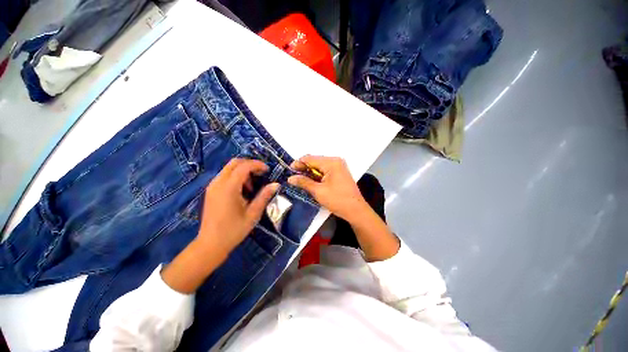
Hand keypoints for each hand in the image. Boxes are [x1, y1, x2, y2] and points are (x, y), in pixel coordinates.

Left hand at [162, 158, 277, 293]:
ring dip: (243, 171)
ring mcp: (212, 186)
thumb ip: (264, 196)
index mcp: (228, 188)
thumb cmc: (234, 230)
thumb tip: (276, 184)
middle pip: (234, 163)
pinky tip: (242, 190)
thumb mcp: (253, 214)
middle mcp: (218, 183)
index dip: (257, 165)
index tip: (268, 170)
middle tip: (261, 174)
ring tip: (252, 186)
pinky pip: (225, 176)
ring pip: (229, 168)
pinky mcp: (211, 191)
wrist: (211, 244)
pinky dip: (236, 177)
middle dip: (250, 164)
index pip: (243, 167)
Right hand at [288, 155, 368, 222]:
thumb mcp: (318, 191)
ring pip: (319, 166)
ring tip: (301, 180)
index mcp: (331, 163)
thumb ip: (304, 182)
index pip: (310, 158)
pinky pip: (325, 170)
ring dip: (310, 172)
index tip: (289, 170)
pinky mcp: (340, 172)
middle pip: (315, 161)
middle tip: (294, 177)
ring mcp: (339, 166)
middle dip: (304, 168)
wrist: (356, 210)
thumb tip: (290, 178)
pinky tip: (311, 181)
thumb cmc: (337, 200)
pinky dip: (317, 175)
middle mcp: (335, 161)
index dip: (298, 163)